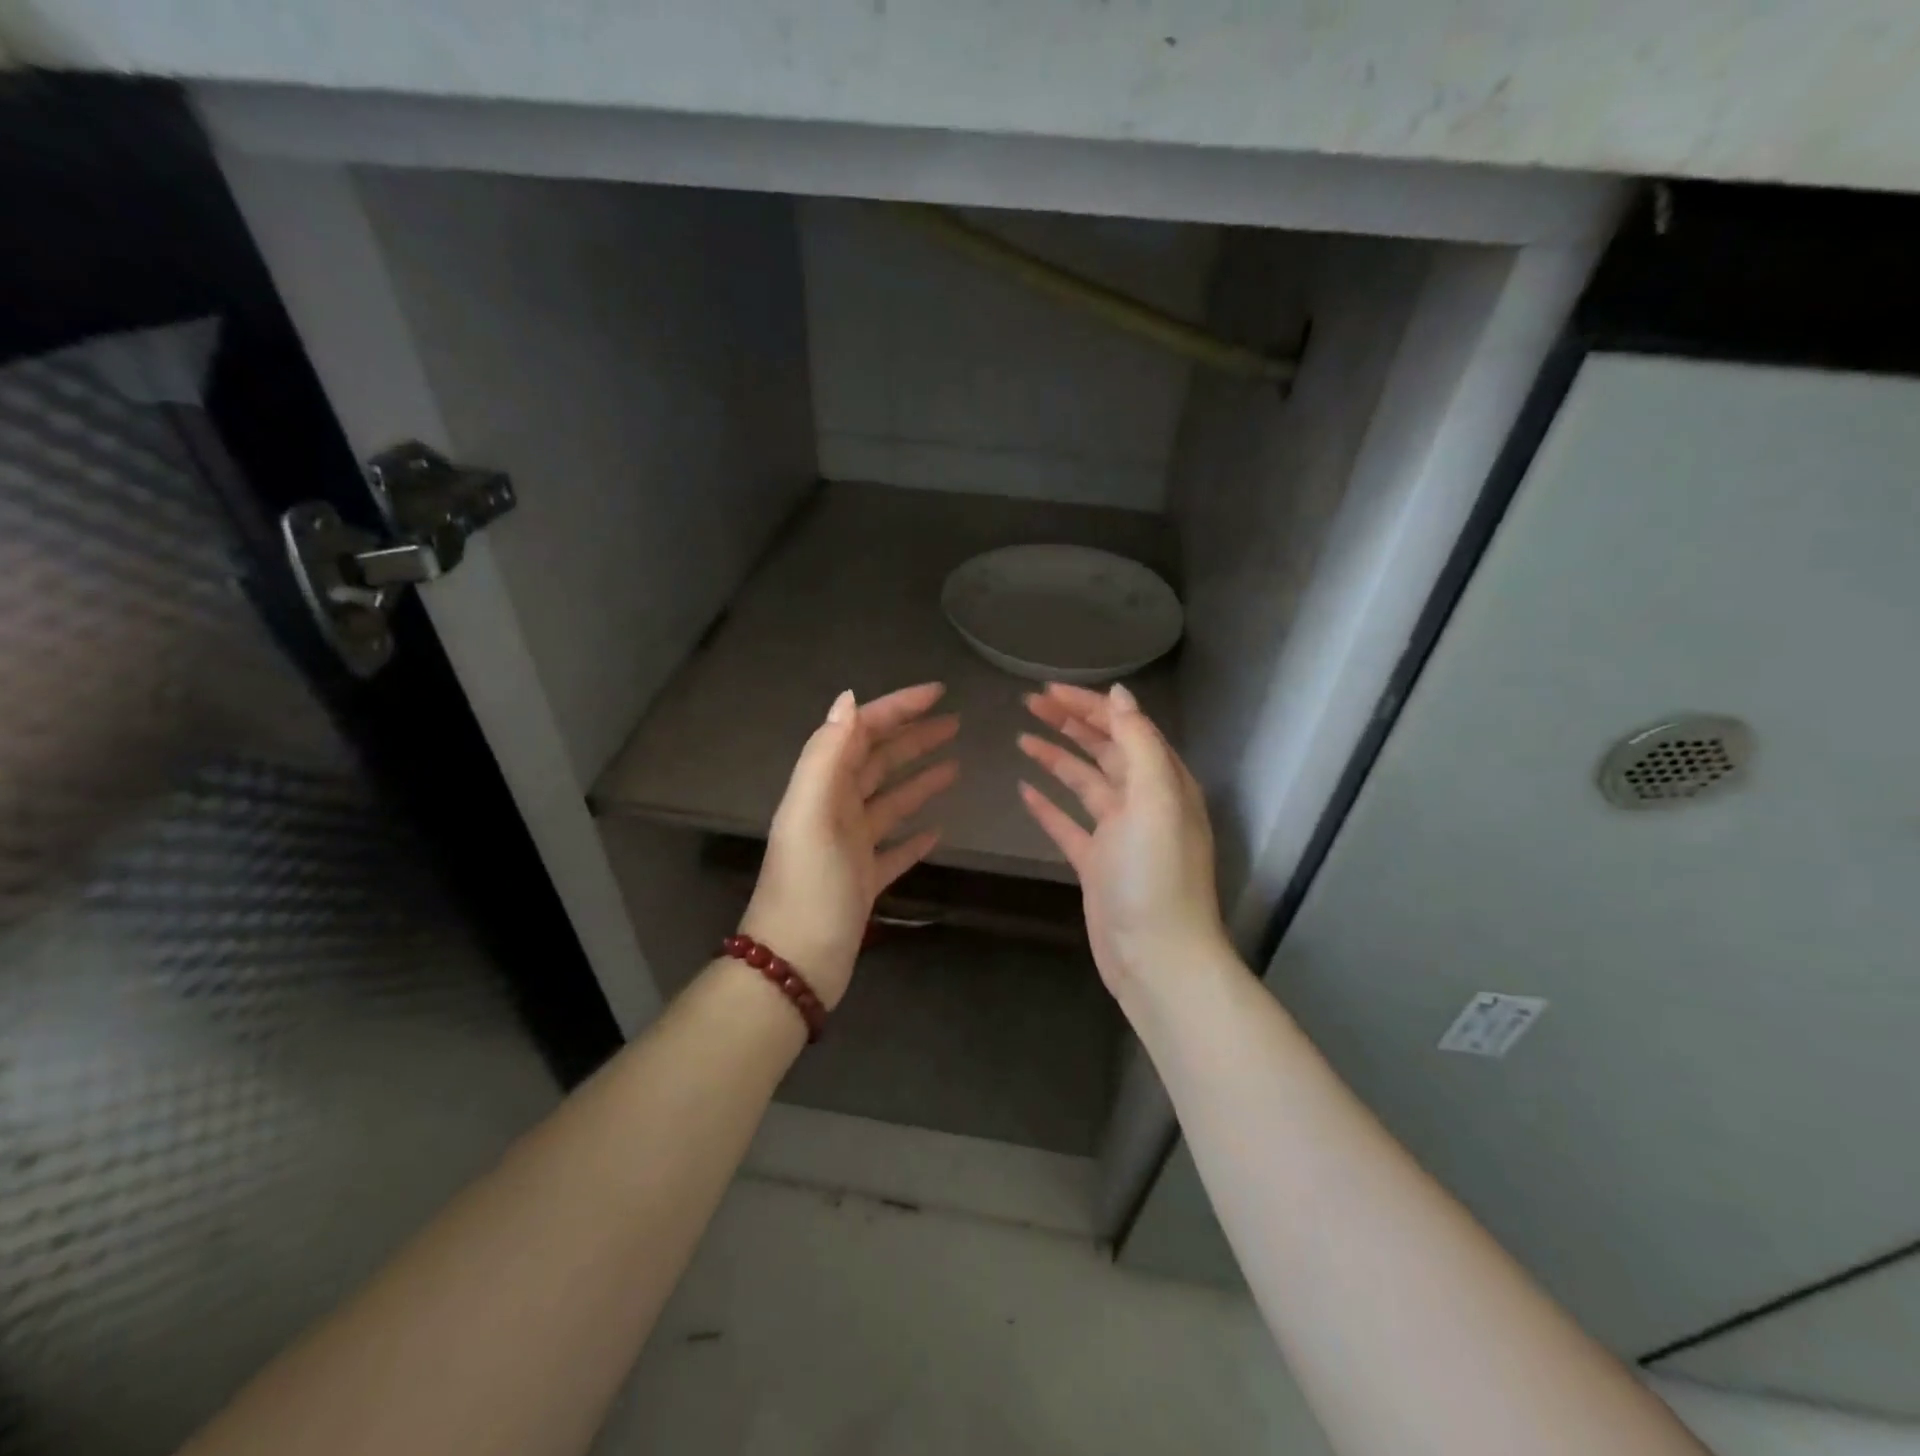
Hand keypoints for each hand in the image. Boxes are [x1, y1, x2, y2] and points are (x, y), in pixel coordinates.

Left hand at [739, 683, 958, 1007]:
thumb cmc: (808, 886)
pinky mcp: (863, 880)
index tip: (938, 693)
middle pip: (878, 762)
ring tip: (956, 766)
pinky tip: (938, 831)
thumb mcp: (811, 814)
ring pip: (889, 802)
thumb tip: (849, 699)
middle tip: (955, 723)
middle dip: (913, 738)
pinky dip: (914, 836)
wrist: (795, 964)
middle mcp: (834, 810)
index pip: (860, 733)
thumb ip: (827, 755)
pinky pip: (894, 849)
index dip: (896, 709)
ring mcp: (849, 847)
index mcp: (821, 789)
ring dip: (919, 780)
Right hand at [1017, 682, 1228, 1007]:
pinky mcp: (1096, 863)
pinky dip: (1048, 805)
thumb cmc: (1156, 874)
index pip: (1125, 727)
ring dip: (1056, 757)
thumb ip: (1139, 743)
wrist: (1156, 957)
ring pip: (1084, 782)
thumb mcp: (1155, 798)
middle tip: (1029, 703)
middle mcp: (1143, 801)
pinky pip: (1068, 824)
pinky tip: (1024, 789)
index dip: (1089, 705)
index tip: (1048, 689)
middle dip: (1070, 723)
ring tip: (1022, 736)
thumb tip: (1120, 694)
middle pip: (1103, 749)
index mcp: (1163, 781)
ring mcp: (1118, 834)